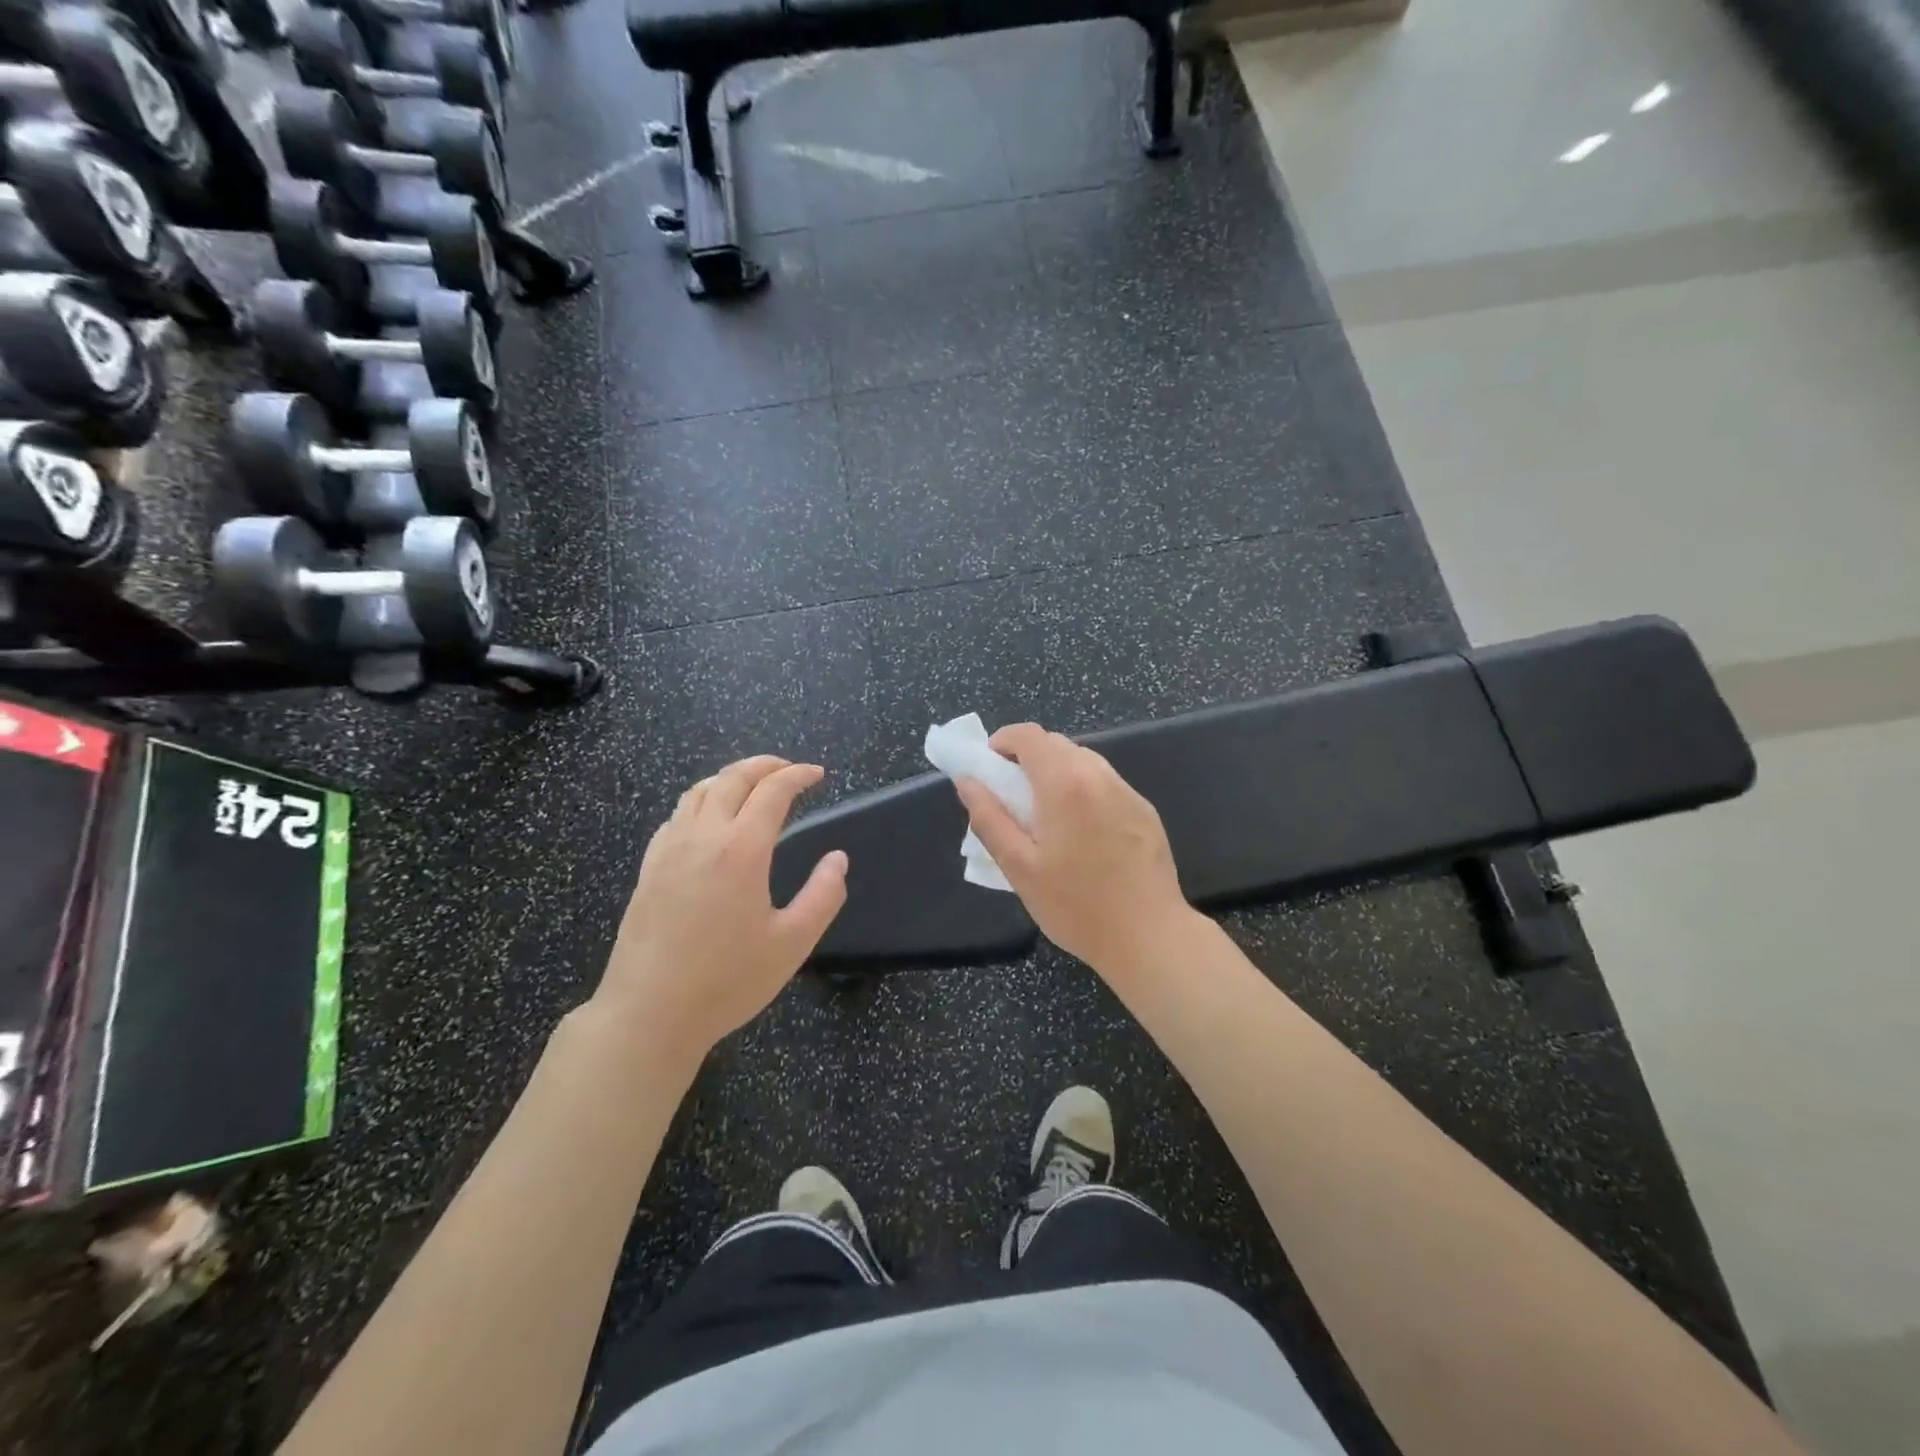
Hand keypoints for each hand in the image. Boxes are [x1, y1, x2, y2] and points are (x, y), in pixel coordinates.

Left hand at [602, 756, 847, 1053]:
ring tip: (752, 785)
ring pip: (700, 791)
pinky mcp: (648, 868)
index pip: (772, 791)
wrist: (649, 1013)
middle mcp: (703, 837)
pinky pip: (676, 815)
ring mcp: (669, 850)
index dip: (798, 775)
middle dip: (765, 765)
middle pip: (733, 778)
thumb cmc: (727, 981)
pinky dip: (701, 801)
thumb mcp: (792, 944)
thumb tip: (837, 859)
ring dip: (731, 777)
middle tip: (790, 770)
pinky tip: (709, 820)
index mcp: (741, 850)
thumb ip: (823, 896)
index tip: (818, 774)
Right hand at [954, 724, 1190, 972]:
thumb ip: (988, 818)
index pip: (1028, 735)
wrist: (1149, 936)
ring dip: (1056, 773)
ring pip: (1083, 761)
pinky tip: (1082, 834)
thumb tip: (966, 781)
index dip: (1002, 741)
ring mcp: (1127, 791)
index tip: (988, 768)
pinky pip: (1105, 784)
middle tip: (1011, 798)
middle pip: (1056, 744)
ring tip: (1045, 817)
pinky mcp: (1144, 810)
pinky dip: (1083, 791)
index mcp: (1064, 783)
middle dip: (1027, 759)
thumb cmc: (1075, 905)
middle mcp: (1099, 775)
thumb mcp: (1019, 867)